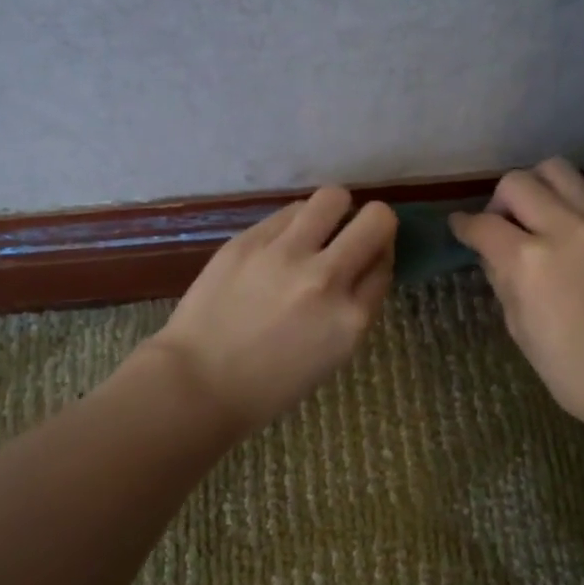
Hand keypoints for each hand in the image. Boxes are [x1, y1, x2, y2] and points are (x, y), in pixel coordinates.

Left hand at [145, 186, 396, 431]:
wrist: (197, 382)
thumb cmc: (268, 386)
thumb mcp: (331, 355)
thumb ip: (353, 309)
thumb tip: (362, 268)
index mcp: (351, 319)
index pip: (385, 265)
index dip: (379, 258)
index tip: (367, 260)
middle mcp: (326, 278)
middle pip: (377, 220)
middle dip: (373, 223)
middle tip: (354, 235)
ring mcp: (286, 255)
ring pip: (333, 198)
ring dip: (334, 211)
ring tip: (317, 229)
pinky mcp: (250, 240)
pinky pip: (289, 211)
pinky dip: (295, 222)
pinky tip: (281, 242)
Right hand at [451, 158, 583, 436]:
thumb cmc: (573, 369)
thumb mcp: (520, 328)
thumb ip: (503, 280)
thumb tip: (493, 253)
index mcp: (529, 261)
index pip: (483, 224)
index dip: (463, 225)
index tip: (459, 227)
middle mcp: (564, 227)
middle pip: (518, 182)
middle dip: (499, 202)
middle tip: (502, 228)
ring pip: (557, 171)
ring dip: (537, 189)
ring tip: (537, 220)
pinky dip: (569, 202)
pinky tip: (569, 232)